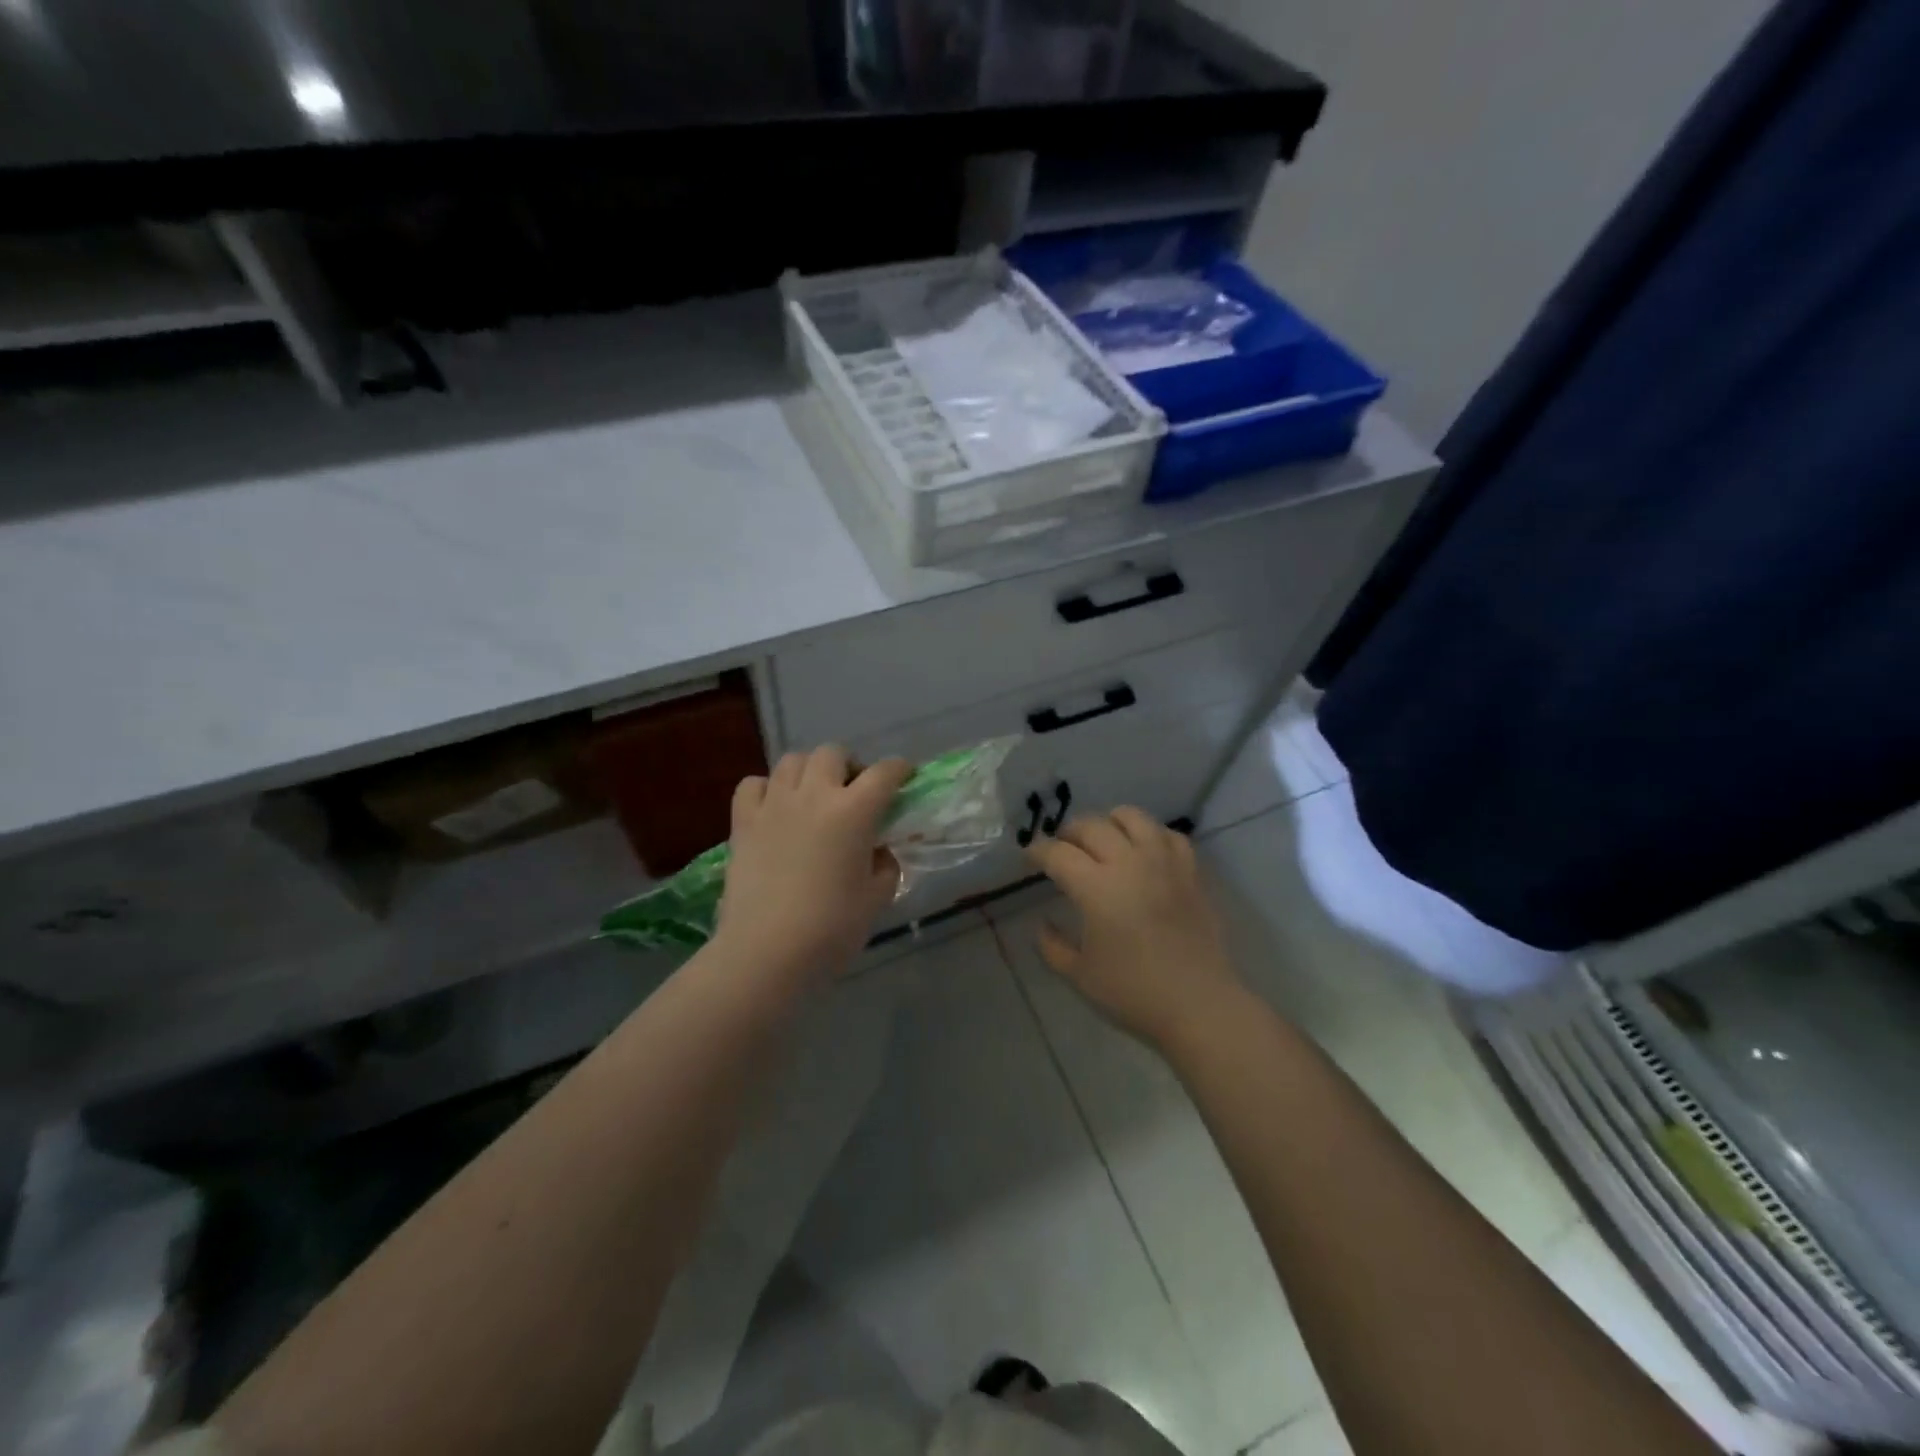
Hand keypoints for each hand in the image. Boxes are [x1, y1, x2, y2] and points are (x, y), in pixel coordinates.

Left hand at [714, 746, 912, 985]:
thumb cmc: (831, 928)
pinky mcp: (743, 822)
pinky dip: (767, 788)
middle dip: (849, 765)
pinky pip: (753, 784)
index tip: (904, 776)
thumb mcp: (876, 899)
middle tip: (853, 792)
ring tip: (814, 795)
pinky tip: (774, 808)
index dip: (899, 769)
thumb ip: (885, 866)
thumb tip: (879, 852)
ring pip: (792, 760)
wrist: (765, 952)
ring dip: (809, 771)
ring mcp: (774, 805)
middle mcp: (814, 795)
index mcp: (854, 811)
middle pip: (832, 753)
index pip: (884, 772)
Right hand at [1026, 808, 1241, 1048]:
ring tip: (1103, 840)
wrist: (1200, 1006)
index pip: (1057, 853)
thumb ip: (1053, 946)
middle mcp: (1128, 863)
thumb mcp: (1080, 975)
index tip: (1029, 857)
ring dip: (1109, 822)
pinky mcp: (1190, 871)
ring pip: (1132, 817)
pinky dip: (1150, 835)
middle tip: (1061, 849)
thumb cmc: (1134, 993)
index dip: (1037, 851)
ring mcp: (1163, 862)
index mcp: (1096, 887)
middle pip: (1091, 826)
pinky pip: (1168, 835)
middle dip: (1068, 832)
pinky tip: (1144, 852)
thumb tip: (1043, 924)